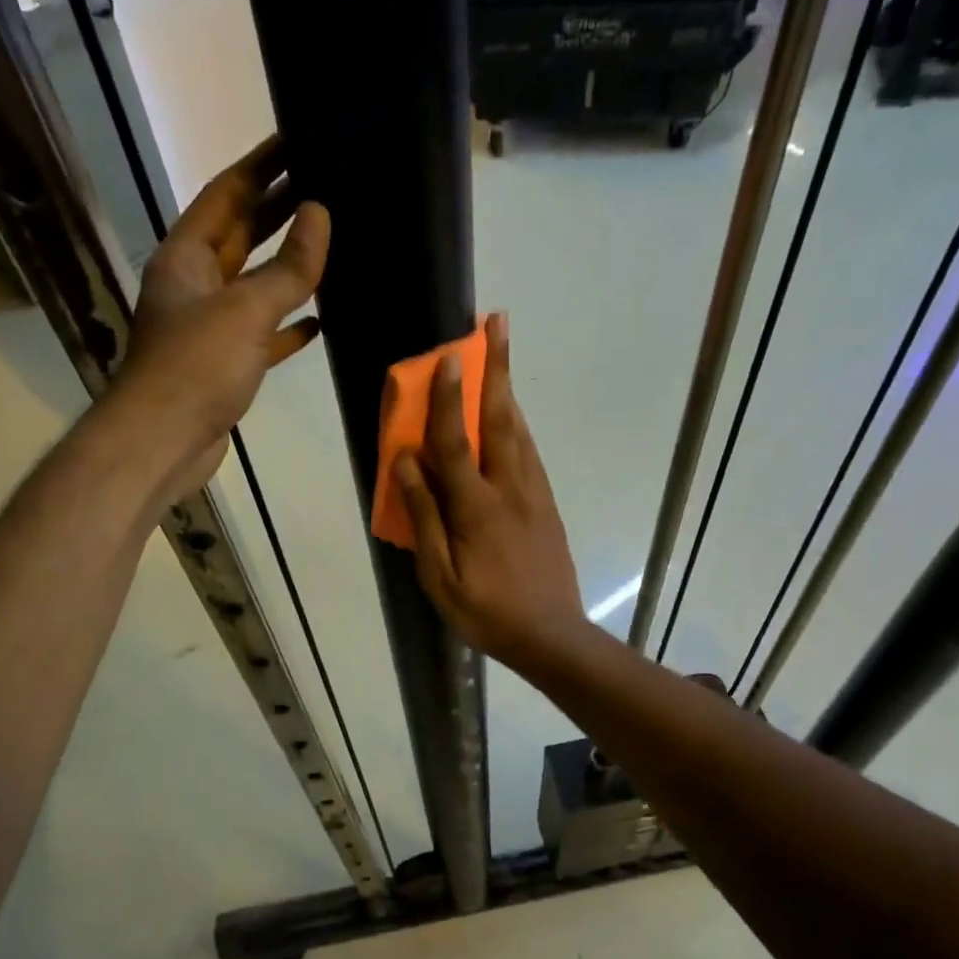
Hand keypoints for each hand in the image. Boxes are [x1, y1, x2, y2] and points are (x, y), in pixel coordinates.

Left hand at [104, 136, 329, 503]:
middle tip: (324, 183)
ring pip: (254, 285)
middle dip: (279, 210)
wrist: (164, 441)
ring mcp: (209, 327)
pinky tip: (319, 320)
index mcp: (187, 256)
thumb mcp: (246, 310)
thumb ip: (287, 268)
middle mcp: (195, 284)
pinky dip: (287, 326)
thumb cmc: (197, 367)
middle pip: (241, 235)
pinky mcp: (225, 365)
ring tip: (329, 243)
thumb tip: (320, 214)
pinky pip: (262, 334)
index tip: (296, 139)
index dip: (261, 166)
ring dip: (287, 267)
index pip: (226, 194)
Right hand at [393, 314, 587, 669]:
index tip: (446, 355)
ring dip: (508, 389)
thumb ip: (424, 517)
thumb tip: (406, 462)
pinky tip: (511, 416)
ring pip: (519, 431)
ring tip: (501, 355)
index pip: (455, 442)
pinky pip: (529, 453)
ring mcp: (534, 495)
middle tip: (498, 323)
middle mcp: (510, 489)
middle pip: (500, 419)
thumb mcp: (440, 577)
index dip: (445, 399)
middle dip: (497, 368)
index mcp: (476, 508)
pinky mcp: (547, 506)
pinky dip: (517, 424)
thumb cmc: (486, 612)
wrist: (552, 636)